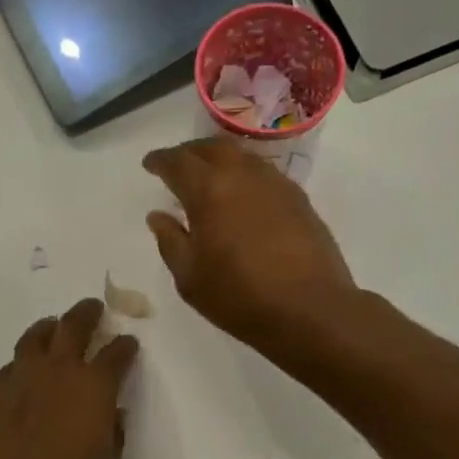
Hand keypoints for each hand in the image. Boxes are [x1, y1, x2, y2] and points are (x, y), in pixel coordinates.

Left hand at [0, 299, 138, 458]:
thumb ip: (112, 434)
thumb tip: (112, 417)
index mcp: (95, 386)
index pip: (117, 353)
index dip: (125, 346)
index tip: (128, 344)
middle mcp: (60, 370)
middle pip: (74, 325)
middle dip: (87, 313)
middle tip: (93, 308)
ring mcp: (23, 377)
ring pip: (36, 336)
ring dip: (49, 327)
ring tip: (53, 326)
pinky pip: (11, 365)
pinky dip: (22, 362)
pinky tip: (23, 370)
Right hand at [143, 139, 356, 353]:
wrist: (308, 309)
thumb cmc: (239, 297)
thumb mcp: (189, 277)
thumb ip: (170, 241)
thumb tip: (158, 216)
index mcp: (209, 190)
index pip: (178, 162)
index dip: (160, 160)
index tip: (149, 164)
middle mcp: (243, 175)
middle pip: (212, 148)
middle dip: (190, 153)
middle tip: (177, 166)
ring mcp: (275, 184)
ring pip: (241, 157)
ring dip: (219, 160)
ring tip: (209, 178)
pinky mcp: (298, 199)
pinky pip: (263, 174)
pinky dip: (244, 175)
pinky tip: (241, 196)